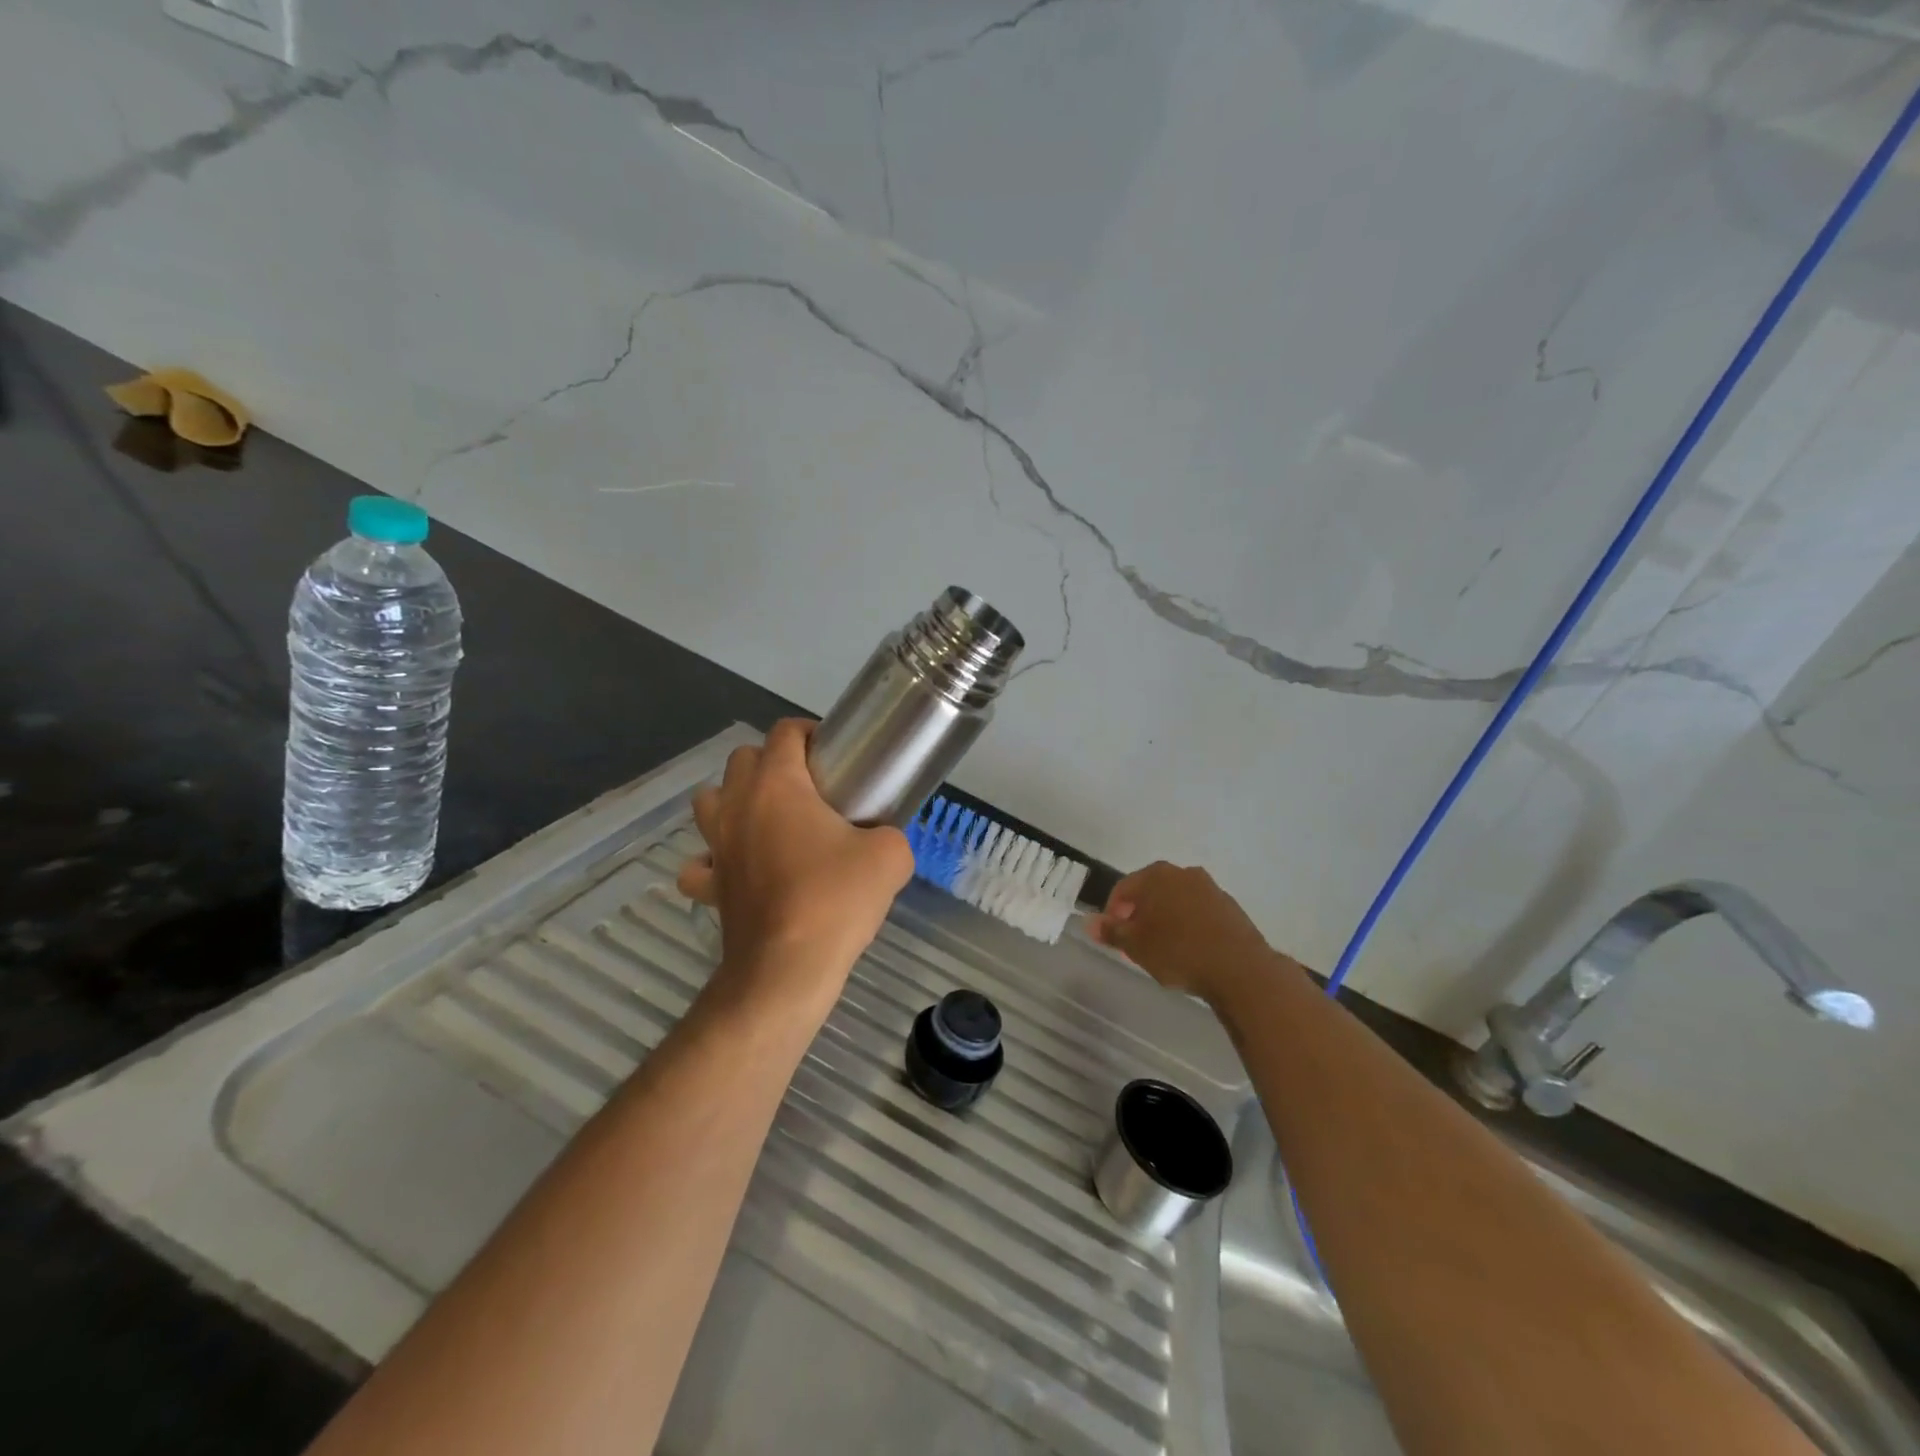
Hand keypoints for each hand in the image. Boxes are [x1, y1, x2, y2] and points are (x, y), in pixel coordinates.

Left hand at [678, 719, 913, 1017]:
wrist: (787, 969)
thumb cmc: (835, 900)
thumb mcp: (889, 856)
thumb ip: (890, 834)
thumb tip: (883, 838)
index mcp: (777, 785)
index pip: (784, 733)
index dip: (810, 733)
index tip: (835, 754)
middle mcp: (738, 805)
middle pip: (742, 759)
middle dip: (772, 762)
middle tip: (809, 788)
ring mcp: (716, 846)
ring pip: (710, 800)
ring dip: (735, 801)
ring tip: (769, 821)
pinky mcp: (710, 886)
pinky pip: (701, 862)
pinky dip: (714, 860)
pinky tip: (738, 869)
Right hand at [1088, 861, 1296, 1006]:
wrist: (1241, 969)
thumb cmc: (1179, 952)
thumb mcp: (1136, 945)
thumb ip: (1111, 931)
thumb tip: (1088, 922)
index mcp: (1156, 875)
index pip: (1123, 888)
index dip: (1112, 913)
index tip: (1113, 938)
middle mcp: (1183, 873)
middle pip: (1151, 892)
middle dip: (1139, 915)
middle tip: (1135, 944)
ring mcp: (1210, 888)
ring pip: (1176, 901)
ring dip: (1165, 920)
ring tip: (1162, 950)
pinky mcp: (1230, 907)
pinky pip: (1198, 913)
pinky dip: (1188, 926)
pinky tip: (1189, 950)